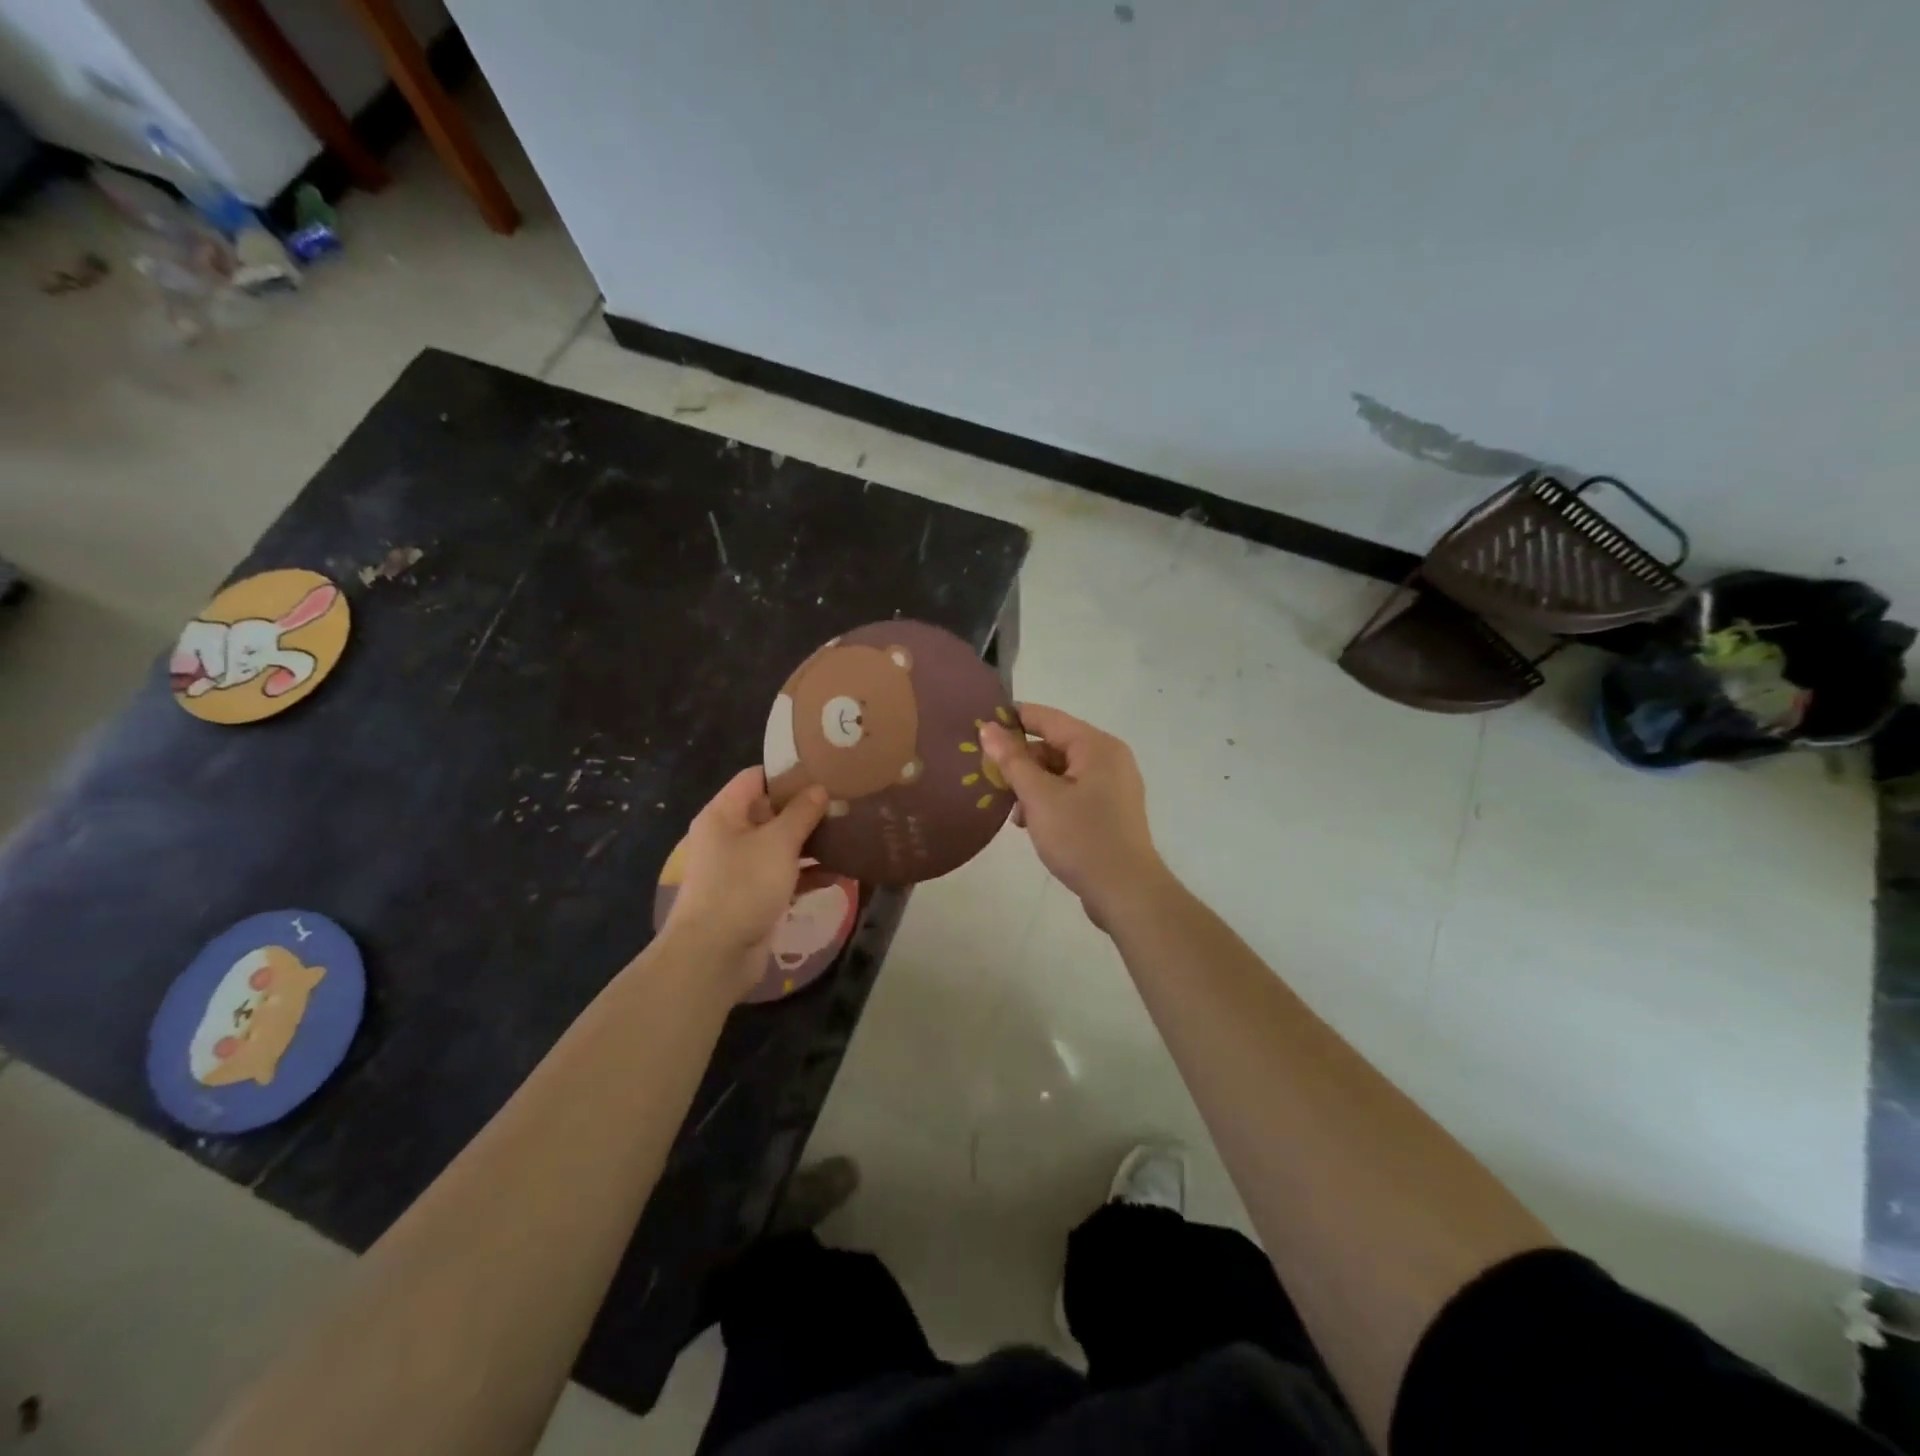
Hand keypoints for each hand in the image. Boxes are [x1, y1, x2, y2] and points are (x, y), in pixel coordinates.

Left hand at [661, 768, 828, 992]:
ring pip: (781, 845)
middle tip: (846, 800)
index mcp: (724, 814)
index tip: (825, 769)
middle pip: (771, 811)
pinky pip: (785, 875)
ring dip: (812, 841)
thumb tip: (819, 789)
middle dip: (807, 808)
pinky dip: (809, 872)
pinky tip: (841, 871)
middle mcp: (729, 836)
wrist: (715, 955)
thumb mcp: (778, 842)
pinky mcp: (754, 896)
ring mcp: (741, 868)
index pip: (756, 777)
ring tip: (850, 831)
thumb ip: (801, 813)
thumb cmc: (743, 886)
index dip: (789, 772)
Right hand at [979, 704, 1166, 926]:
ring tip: (1013, 813)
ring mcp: (1113, 785)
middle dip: (1021, 762)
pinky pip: (1073, 792)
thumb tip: (988, 728)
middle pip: (1054, 745)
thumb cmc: (1081, 838)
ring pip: (1061, 772)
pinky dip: (1050, 801)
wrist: (1125, 892)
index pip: (1047, 718)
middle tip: (990, 780)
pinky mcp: (1111, 810)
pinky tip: (1032, 824)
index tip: (979, 727)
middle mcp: (1109, 758)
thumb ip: (1012, 760)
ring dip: (1033, 786)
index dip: (1012, 719)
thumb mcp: (1039, 797)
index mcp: (1096, 745)